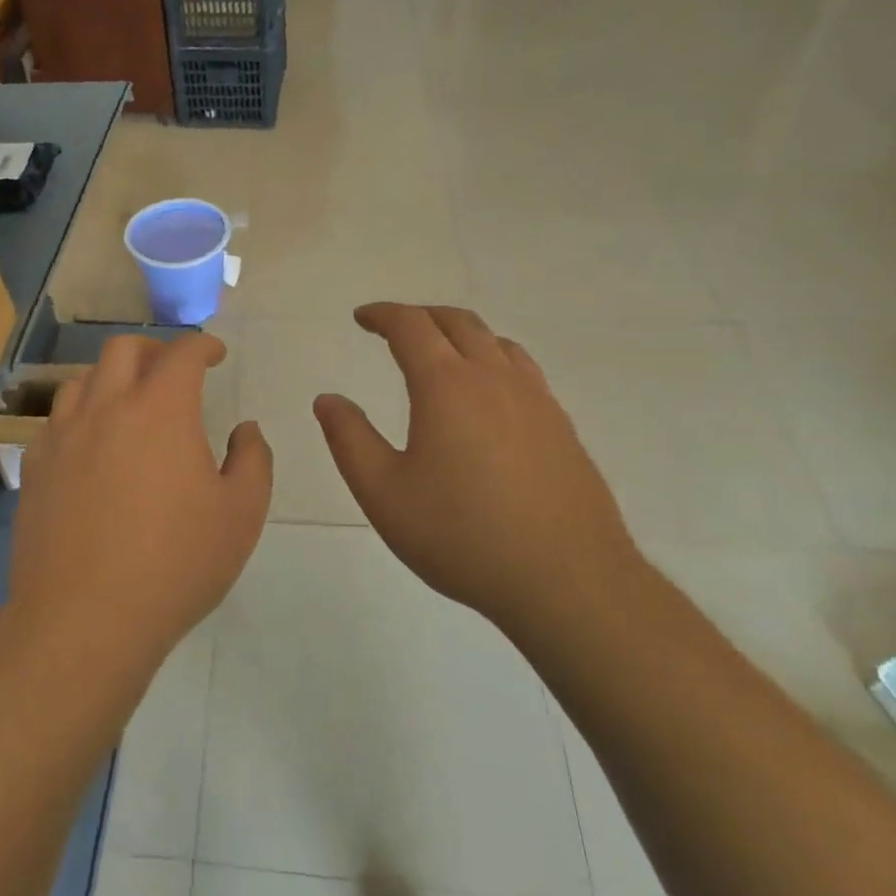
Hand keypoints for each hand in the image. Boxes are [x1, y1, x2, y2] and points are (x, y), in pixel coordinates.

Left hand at [9, 334, 272, 682]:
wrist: (85, 619)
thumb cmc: (174, 565)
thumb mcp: (240, 515)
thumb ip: (253, 460)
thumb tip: (245, 429)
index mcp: (160, 409)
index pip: (181, 352)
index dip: (202, 345)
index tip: (214, 354)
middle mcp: (106, 407)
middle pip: (123, 349)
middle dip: (154, 349)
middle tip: (172, 371)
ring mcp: (63, 435)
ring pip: (83, 379)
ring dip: (112, 378)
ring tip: (129, 404)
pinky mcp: (34, 466)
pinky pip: (56, 420)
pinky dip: (81, 415)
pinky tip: (91, 445)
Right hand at [313, 304, 640, 637]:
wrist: (568, 581)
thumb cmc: (462, 536)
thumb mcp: (384, 494)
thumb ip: (350, 440)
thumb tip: (328, 400)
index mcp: (447, 386)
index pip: (411, 326)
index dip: (382, 314)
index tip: (361, 318)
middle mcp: (494, 379)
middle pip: (457, 322)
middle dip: (420, 316)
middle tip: (394, 329)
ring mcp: (536, 400)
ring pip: (496, 342)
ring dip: (460, 334)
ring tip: (440, 353)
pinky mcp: (561, 427)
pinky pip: (522, 370)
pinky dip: (493, 359)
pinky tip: (488, 395)